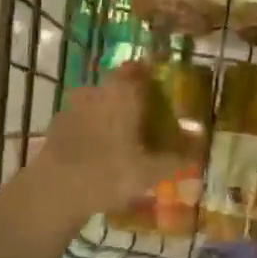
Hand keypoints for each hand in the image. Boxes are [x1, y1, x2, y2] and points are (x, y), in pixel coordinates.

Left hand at [20, 63, 188, 219]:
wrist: (55, 189)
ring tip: (123, 132)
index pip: (139, 68)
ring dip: (110, 109)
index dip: (150, 72)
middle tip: (145, 112)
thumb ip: (178, 155)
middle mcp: (99, 90)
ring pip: (98, 98)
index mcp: (124, 92)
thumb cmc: (110, 172)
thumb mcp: (151, 169)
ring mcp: (74, 105)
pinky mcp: (58, 123)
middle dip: (132, 93)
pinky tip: (98, 147)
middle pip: (118, 83)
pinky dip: (92, 125)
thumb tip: (200, 141)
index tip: (160, 84)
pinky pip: (82, 116)